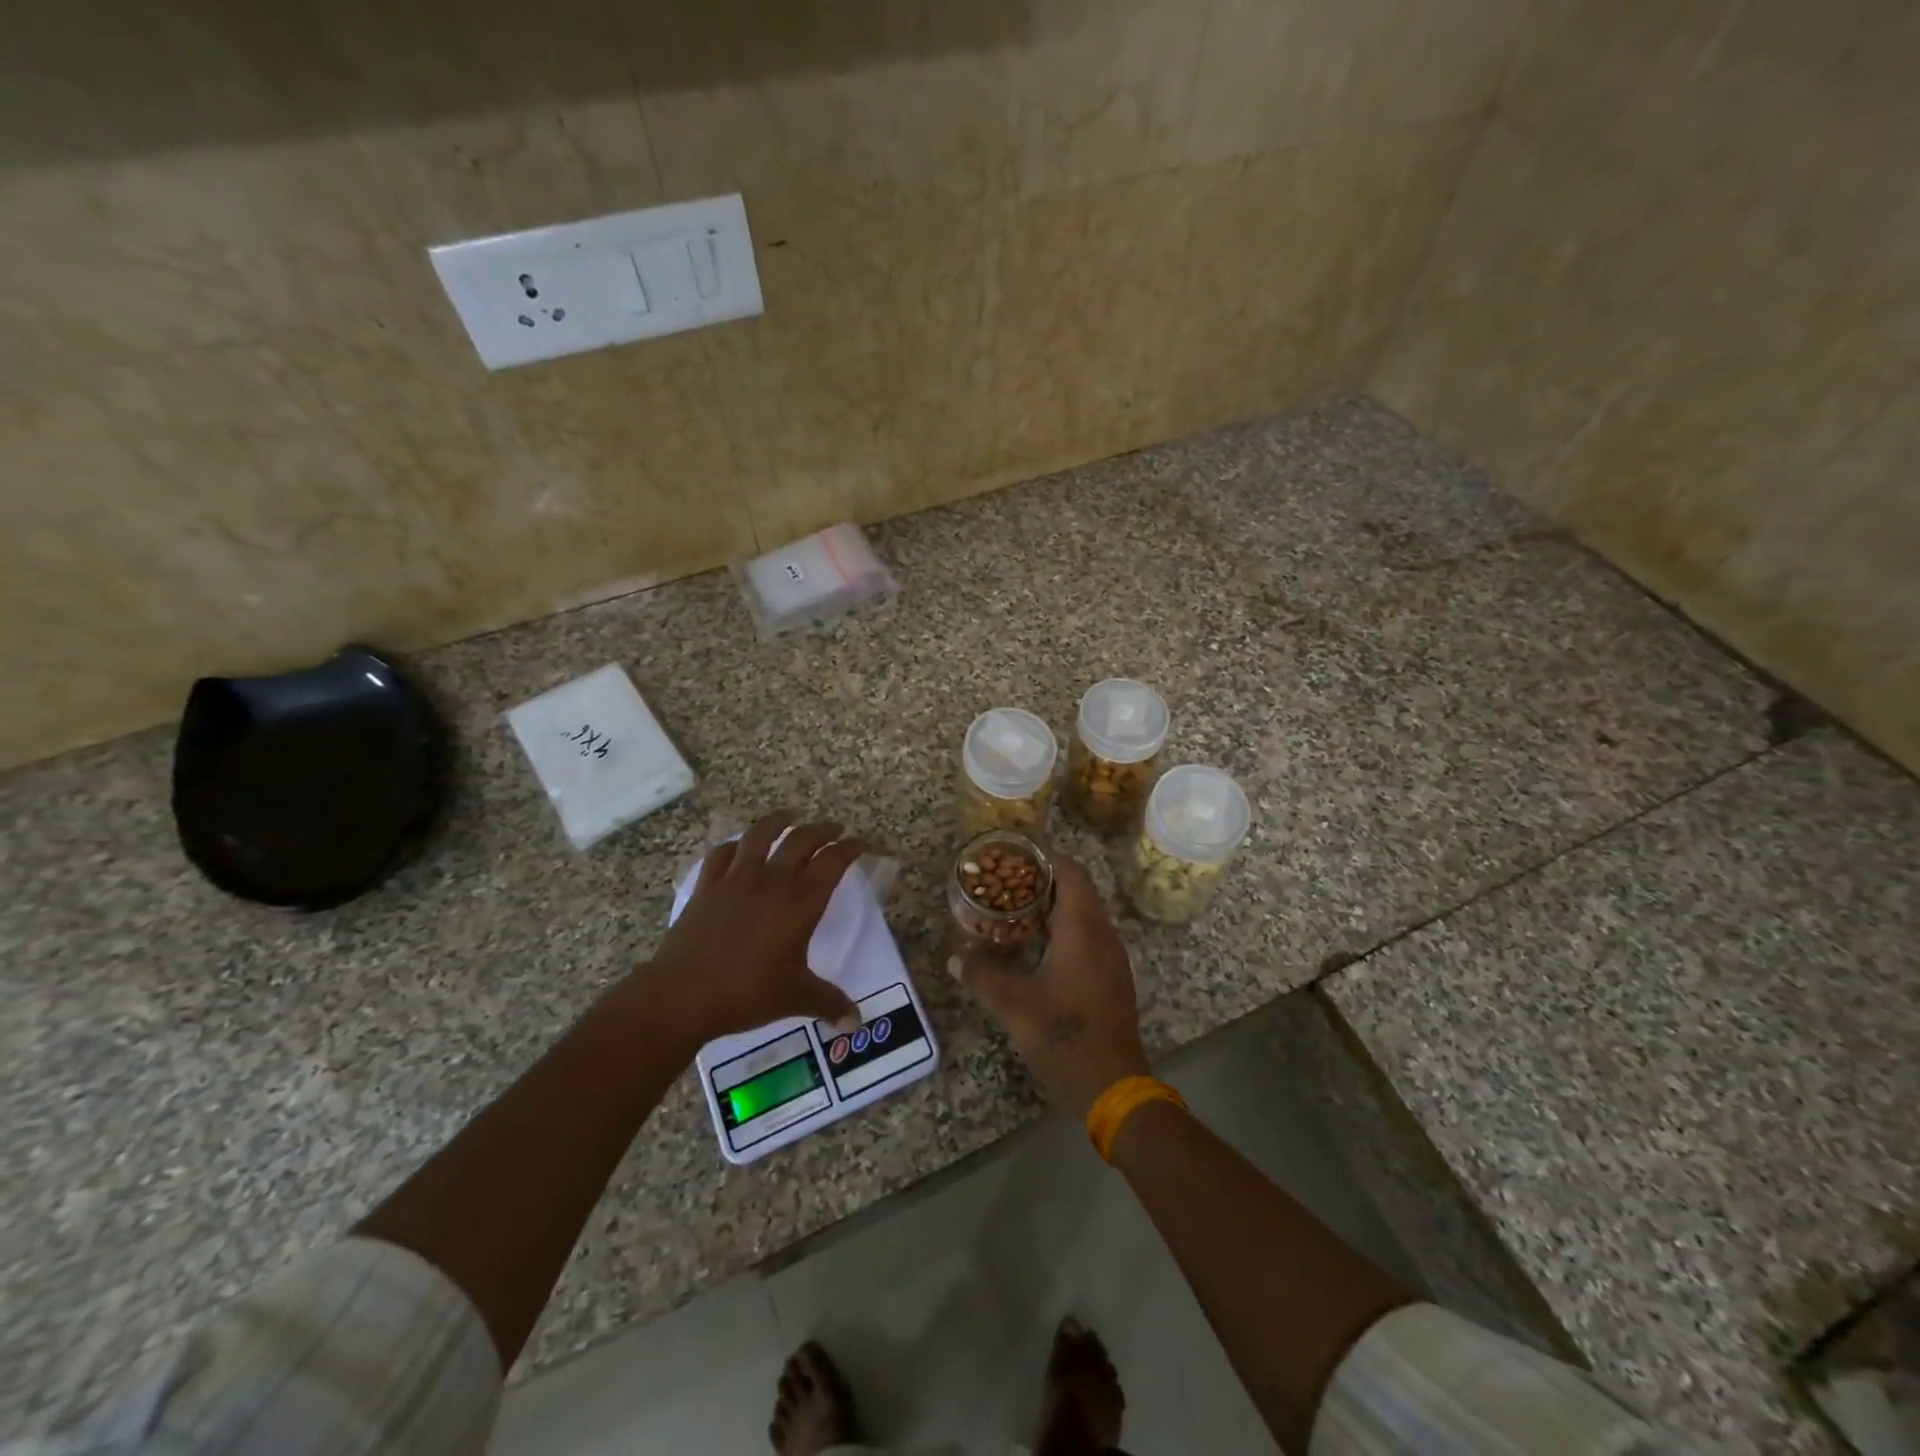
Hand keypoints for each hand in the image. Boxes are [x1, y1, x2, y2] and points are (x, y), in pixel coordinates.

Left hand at [642, 811, 867, 1047]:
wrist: (683, 994)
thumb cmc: (746, 992)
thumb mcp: (795, 998)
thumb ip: (829, 1003)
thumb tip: (857, 1022)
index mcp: (800, 902)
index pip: (833, 862)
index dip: (851, 848)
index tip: (862, 843)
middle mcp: (772, 881)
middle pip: (801, 840)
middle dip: (823, 830)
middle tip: (835, 829)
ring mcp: (736, 879)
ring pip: (760, 835)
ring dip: (779, 821)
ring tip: (791, 815)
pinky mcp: (707, 886)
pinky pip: (723, 853)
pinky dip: (735, 844)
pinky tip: (740, 845)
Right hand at [951, 857, 1149, 1117]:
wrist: (1113, 1086)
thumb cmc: (1064, 1036)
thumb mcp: (1014, 1005)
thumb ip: (981, 976)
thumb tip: (954, 959)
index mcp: (1083, 929)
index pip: (1072, 873)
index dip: (1046, 859)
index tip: (1015, 859)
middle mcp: (1103, 934)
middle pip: (1078, 891)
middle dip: (1044, 884)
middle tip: (1007, 887)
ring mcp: (1113, 957)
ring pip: (1085, 915)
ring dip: (1055, 909)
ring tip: (1016, 914)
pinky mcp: (1113, 978)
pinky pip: (1090, 937)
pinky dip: (1065, 931)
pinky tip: (1038, 950)